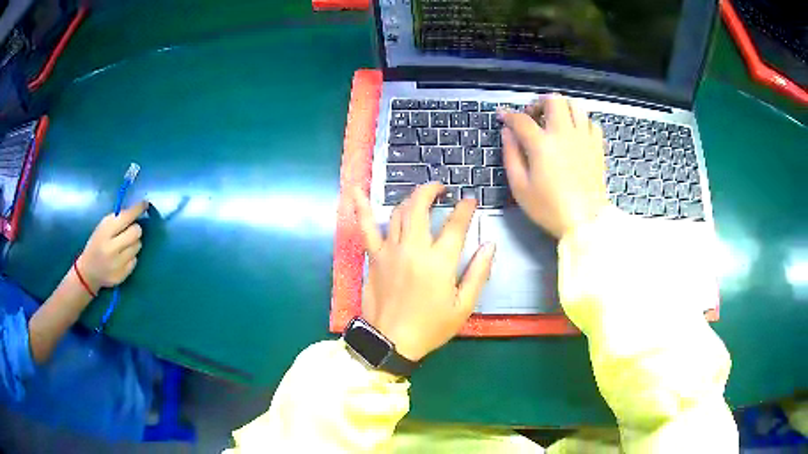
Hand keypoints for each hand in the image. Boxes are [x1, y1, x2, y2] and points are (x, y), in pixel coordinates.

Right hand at [76, 201, 148, 291]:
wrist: (88, 272)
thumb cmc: (96, 245)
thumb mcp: (102, 228)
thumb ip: (117, 220)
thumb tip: (135, 211)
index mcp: (105, 232)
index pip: (125, 218)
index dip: (137, 210)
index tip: (145, 204)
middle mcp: (112, 249)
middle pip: (136, 232)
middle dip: (135, 229)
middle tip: (130, 230)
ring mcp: (118, 264)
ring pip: (137, 246)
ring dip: (134, 243)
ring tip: (124, 245)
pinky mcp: (123, 275)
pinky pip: (135, 260)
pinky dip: (131, 256)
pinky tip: (122, 258)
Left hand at [353, 183, 495, 361]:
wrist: (391, 341)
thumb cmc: (431, 326)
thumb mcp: (463, 306)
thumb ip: (478, 273)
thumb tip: (489, 245)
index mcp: (439, 262)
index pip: (455, 224)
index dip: (465, 208)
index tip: (469, 200)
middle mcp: (413, 248)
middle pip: (420, 207)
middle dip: (432, 190)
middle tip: (441, 188)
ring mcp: (390, 250)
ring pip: (399, 212)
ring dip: (411, 198)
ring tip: (420, 196)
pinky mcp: (374, 257)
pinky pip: (366, 227)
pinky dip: (361, 207)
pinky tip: (356, 190)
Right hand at [501, 94, 608, 238]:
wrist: (585, 222)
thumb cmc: (549, 208)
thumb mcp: (520, 187)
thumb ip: (511, 155)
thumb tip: (507, 133)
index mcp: (542, 144)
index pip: (521, 119)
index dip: (508, 114)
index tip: (502, 116)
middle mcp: (564, 134)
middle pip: (553, 100)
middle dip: (539, 103)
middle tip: (533, 116)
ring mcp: (584, 138)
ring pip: (575, 105)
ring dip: (561, 108)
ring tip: (554, 122)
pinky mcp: (597, 146)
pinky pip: (590, 122)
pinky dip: (580, 122)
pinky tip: (574, 134)